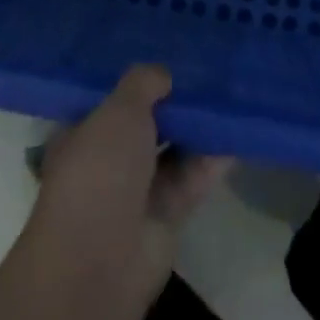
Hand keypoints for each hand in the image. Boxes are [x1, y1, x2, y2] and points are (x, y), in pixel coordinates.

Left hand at [25, 66, 231, 307]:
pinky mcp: (166, 216)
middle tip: (207, 72)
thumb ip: (144, 84)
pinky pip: (193, 178)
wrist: (102, 260)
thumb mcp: (119, 109)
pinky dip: (213, 159)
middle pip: (146, 124)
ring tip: (228, 94)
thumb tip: (164, 75)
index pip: (111, 100)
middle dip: (172, 103)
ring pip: (172, 150)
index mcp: (83, 133)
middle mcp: (108, 161)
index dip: (138, 82)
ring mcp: (137, 191)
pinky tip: (237, 132)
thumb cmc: (100, 169)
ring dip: (196, 128)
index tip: (168, 58)